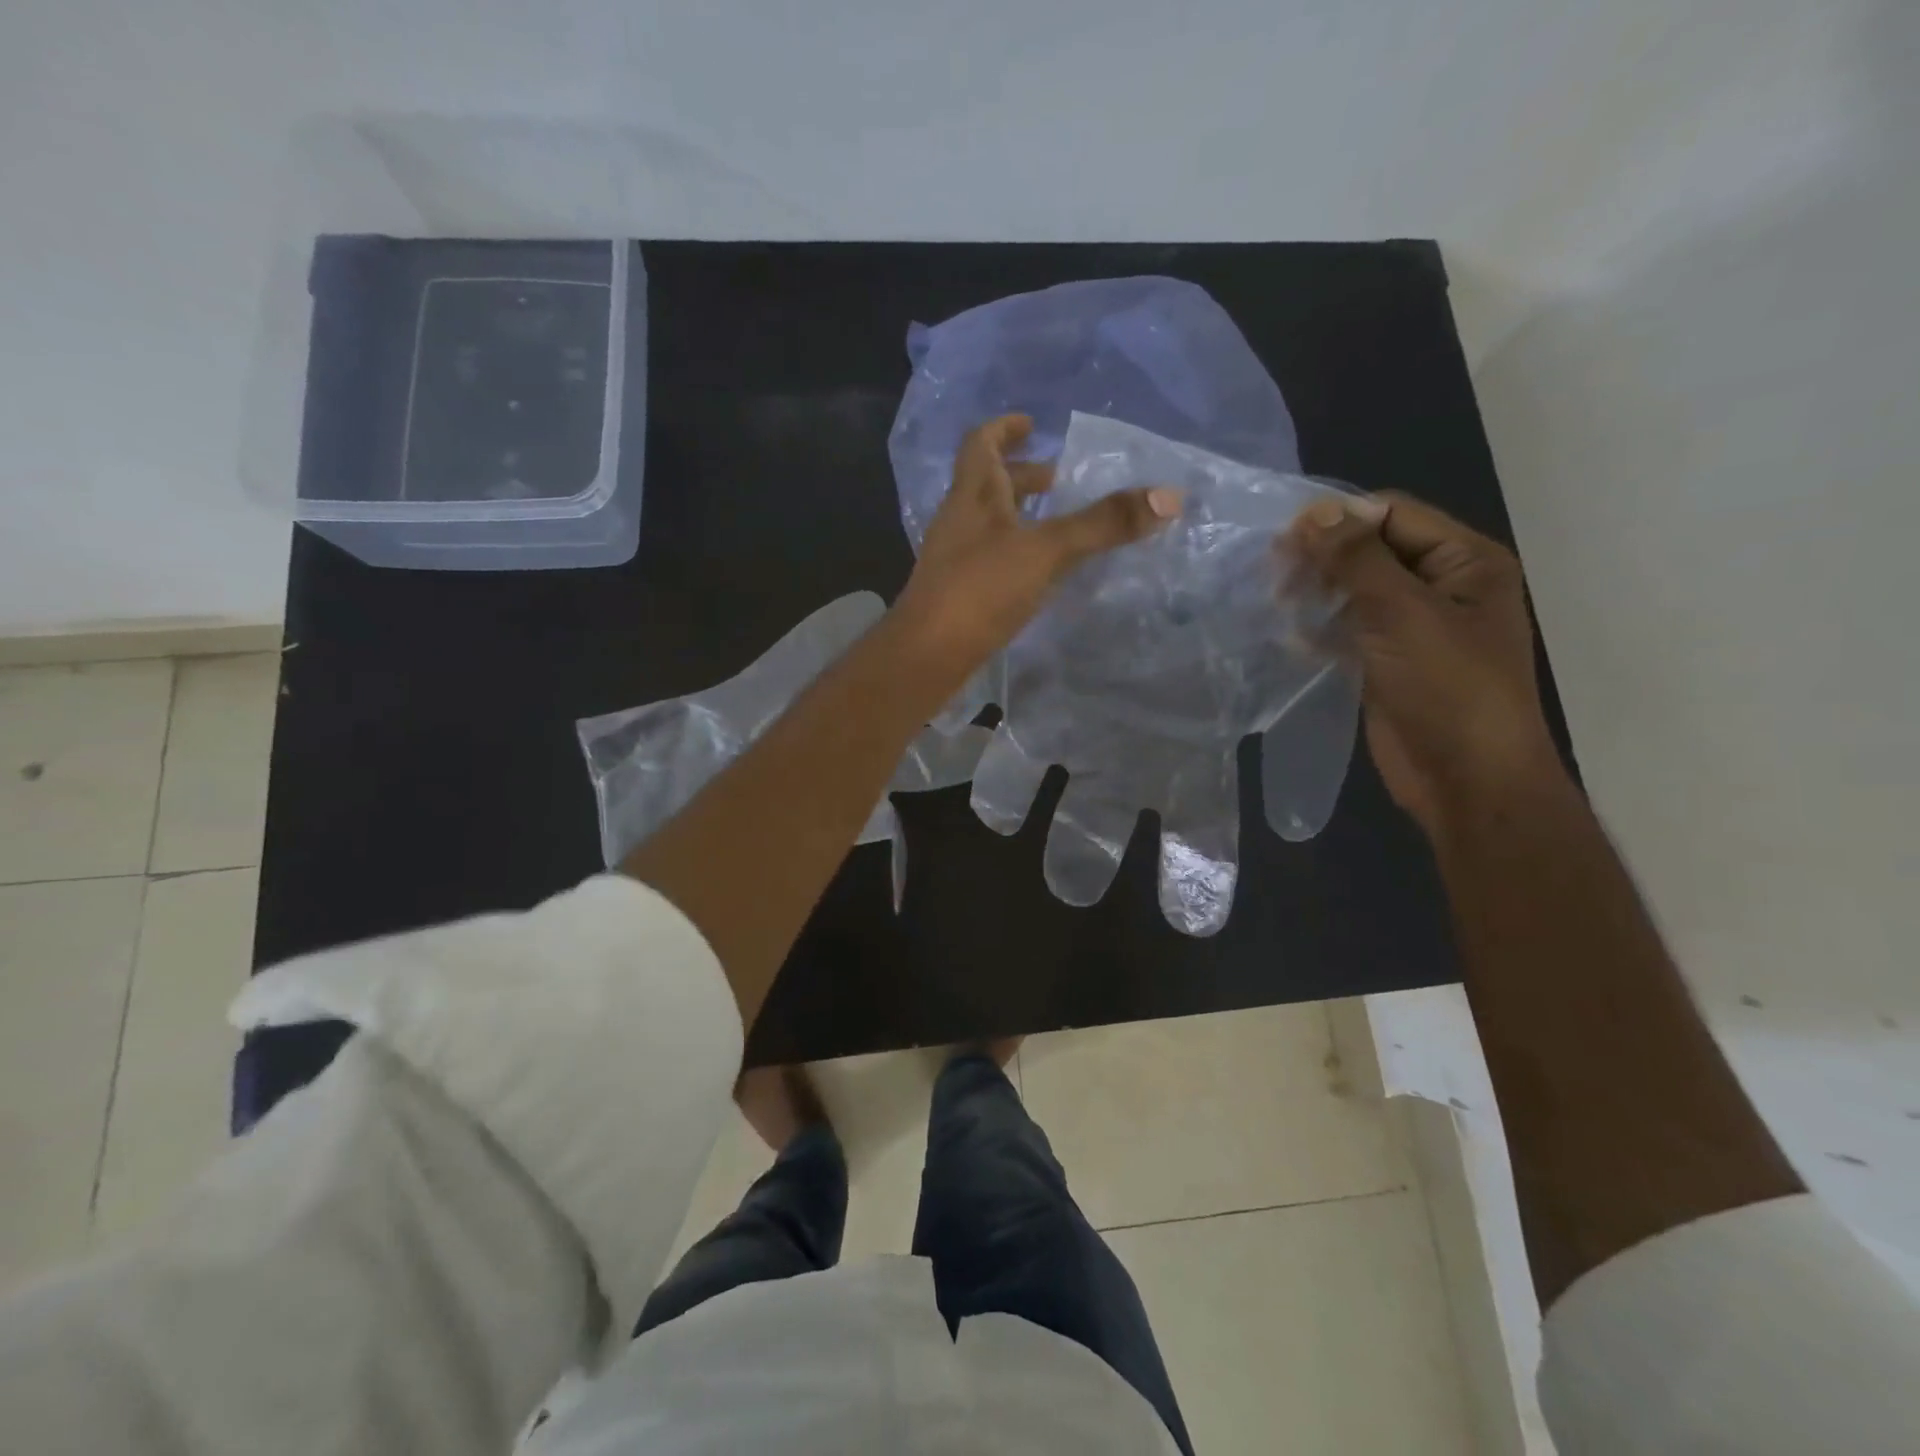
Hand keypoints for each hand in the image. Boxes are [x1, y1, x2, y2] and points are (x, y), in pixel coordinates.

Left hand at [893, 414, 1181, 677]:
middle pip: (988, 484)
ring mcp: (954, 557)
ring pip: (989, 523)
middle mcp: (959, 519)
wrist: (927, 654)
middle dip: (1023, 476)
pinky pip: (990, 556)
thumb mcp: (1047, 550)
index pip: (981, 443)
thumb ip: (1102, 524)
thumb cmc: (980, 589)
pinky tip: (1039, 572)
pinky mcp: (958, 591)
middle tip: (1060, 479)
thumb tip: (1169, 495)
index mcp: (973, 494)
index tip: (1031, 423)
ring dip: (1021, 515)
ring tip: (1058, 524)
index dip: (1004, 428)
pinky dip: (1016, 551)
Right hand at [1284, 491, 1565, 838]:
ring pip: (1354, 591)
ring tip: (1276, 603)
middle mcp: (1442, 586)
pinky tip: (1290, 639)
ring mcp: (1413, 627)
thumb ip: (1357, 559)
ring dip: (1316, 592)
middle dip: (1323, 557)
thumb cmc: (1447, 687)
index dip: (1340, 518)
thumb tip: (1314, 512)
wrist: (1467, 779)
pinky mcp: (1387, 661)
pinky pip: (1348, 630)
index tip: (1283, 537)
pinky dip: (1319, 629)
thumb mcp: (1403, 613)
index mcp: (1465, 562)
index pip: (1394, 513)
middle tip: (1273, 573)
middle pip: (1371, 551)